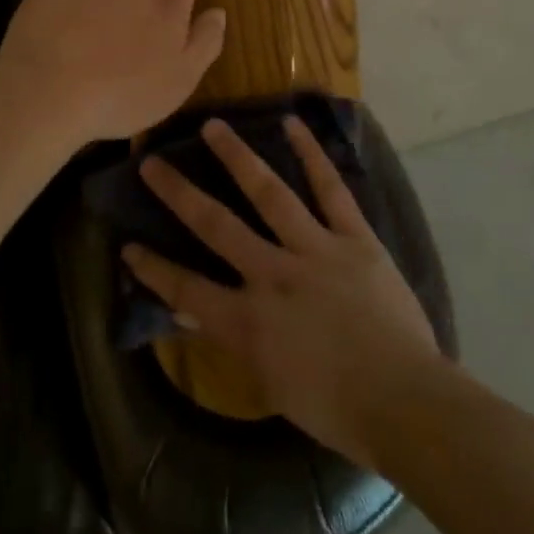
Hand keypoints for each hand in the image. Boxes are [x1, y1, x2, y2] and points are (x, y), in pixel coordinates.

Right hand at [121, 117, 441, 467]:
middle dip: (178, 193)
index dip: (154, 269)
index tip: (128, 244)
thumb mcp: (272, 385)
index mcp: (249, 322)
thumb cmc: (337, 409)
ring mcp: (314, 250)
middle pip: (216, 225)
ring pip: (268, 194)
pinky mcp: (353, 237)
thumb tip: (197, 316)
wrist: (406, 401)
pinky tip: (291, 124)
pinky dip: (311, 155)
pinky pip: (330, 189)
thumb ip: (236, 342)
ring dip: (237, 158)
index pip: (187, 291)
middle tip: (151, 160)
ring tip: (212, 126)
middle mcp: (273, 275)